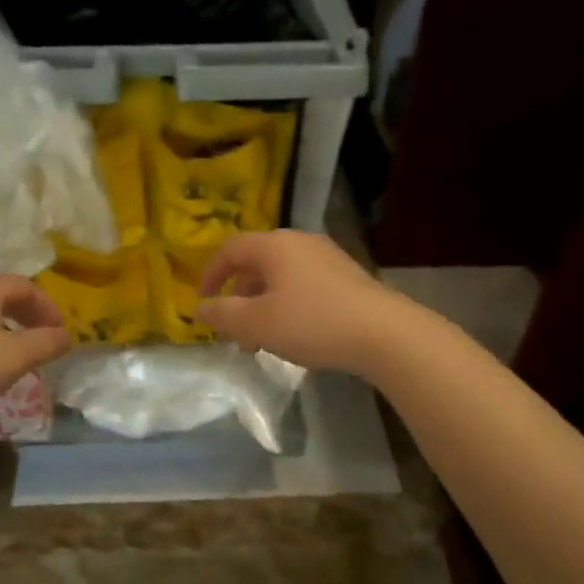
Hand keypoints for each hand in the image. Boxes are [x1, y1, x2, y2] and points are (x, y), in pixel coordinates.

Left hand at [0, 275, 70, 416]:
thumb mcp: (15, 357)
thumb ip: (45, 344)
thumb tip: (65, 336)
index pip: (24, 285)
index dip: (47, 306)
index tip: (59, 331)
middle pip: (1, 294)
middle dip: (26, 314)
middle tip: (41, 337)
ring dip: (4, 326)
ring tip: (15, 352)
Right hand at [197, 230, 411, 376]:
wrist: (383, 333)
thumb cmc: (311, 322)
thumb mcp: (257, 323)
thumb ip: (223, 315)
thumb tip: (201, 308)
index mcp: (274, 245)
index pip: (230, 249)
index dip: (211, 274)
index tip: (203, 301)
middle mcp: (300, 242)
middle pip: (256, 263)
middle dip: (239, 297)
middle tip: (233, 330)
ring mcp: (327, 257)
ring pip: (281, 277)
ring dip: (263, 305)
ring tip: (262, 340)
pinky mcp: (347, 276)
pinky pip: (304, 285)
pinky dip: (288, 305)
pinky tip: (294, 334)